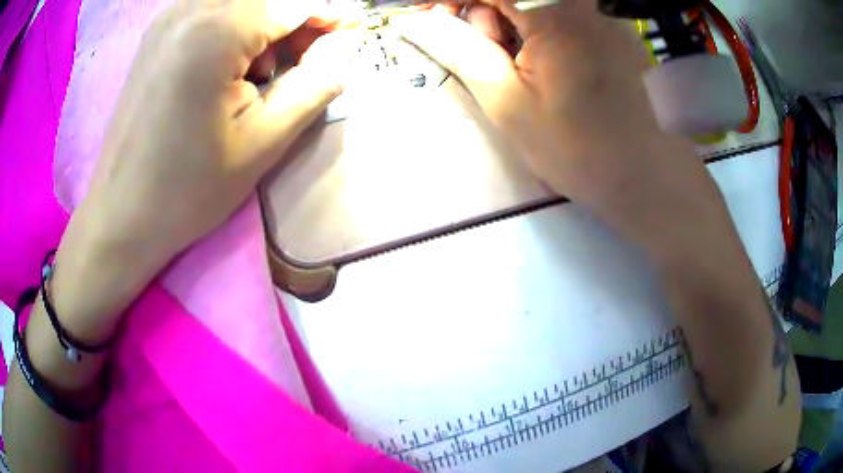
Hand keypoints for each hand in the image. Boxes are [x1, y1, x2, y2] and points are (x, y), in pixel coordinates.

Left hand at [55, 1, 355, 337]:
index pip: (294, 3)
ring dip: (266, 21)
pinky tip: (231, 64)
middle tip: (311, 54)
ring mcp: (168, 18)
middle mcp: (190, 9)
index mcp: (215, 32)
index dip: (331, 13)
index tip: (353, 30)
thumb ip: (315, 84)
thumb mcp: (263, 143)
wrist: (122, 214)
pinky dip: (236, 24)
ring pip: (239, 2)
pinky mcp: (157, 33)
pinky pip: (212, 9)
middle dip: (297, 18)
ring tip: (266, 67)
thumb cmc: (188, 189)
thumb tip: (342, 46)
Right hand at [396, 0, 722, 245]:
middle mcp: (582, 0)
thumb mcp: (508, 103)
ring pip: (532, 2)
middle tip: (487, 58)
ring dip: (509, 25)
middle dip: (483, 16)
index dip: (448, 1)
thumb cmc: (580, 147)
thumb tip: (417, 22)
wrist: (647, 176)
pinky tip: (543, 63)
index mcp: (554, 8)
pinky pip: (558, 12)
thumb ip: (459, 50)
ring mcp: (600, 11)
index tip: (425, 18)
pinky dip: (535, 29)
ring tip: (521, 71)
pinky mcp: (609, 25)